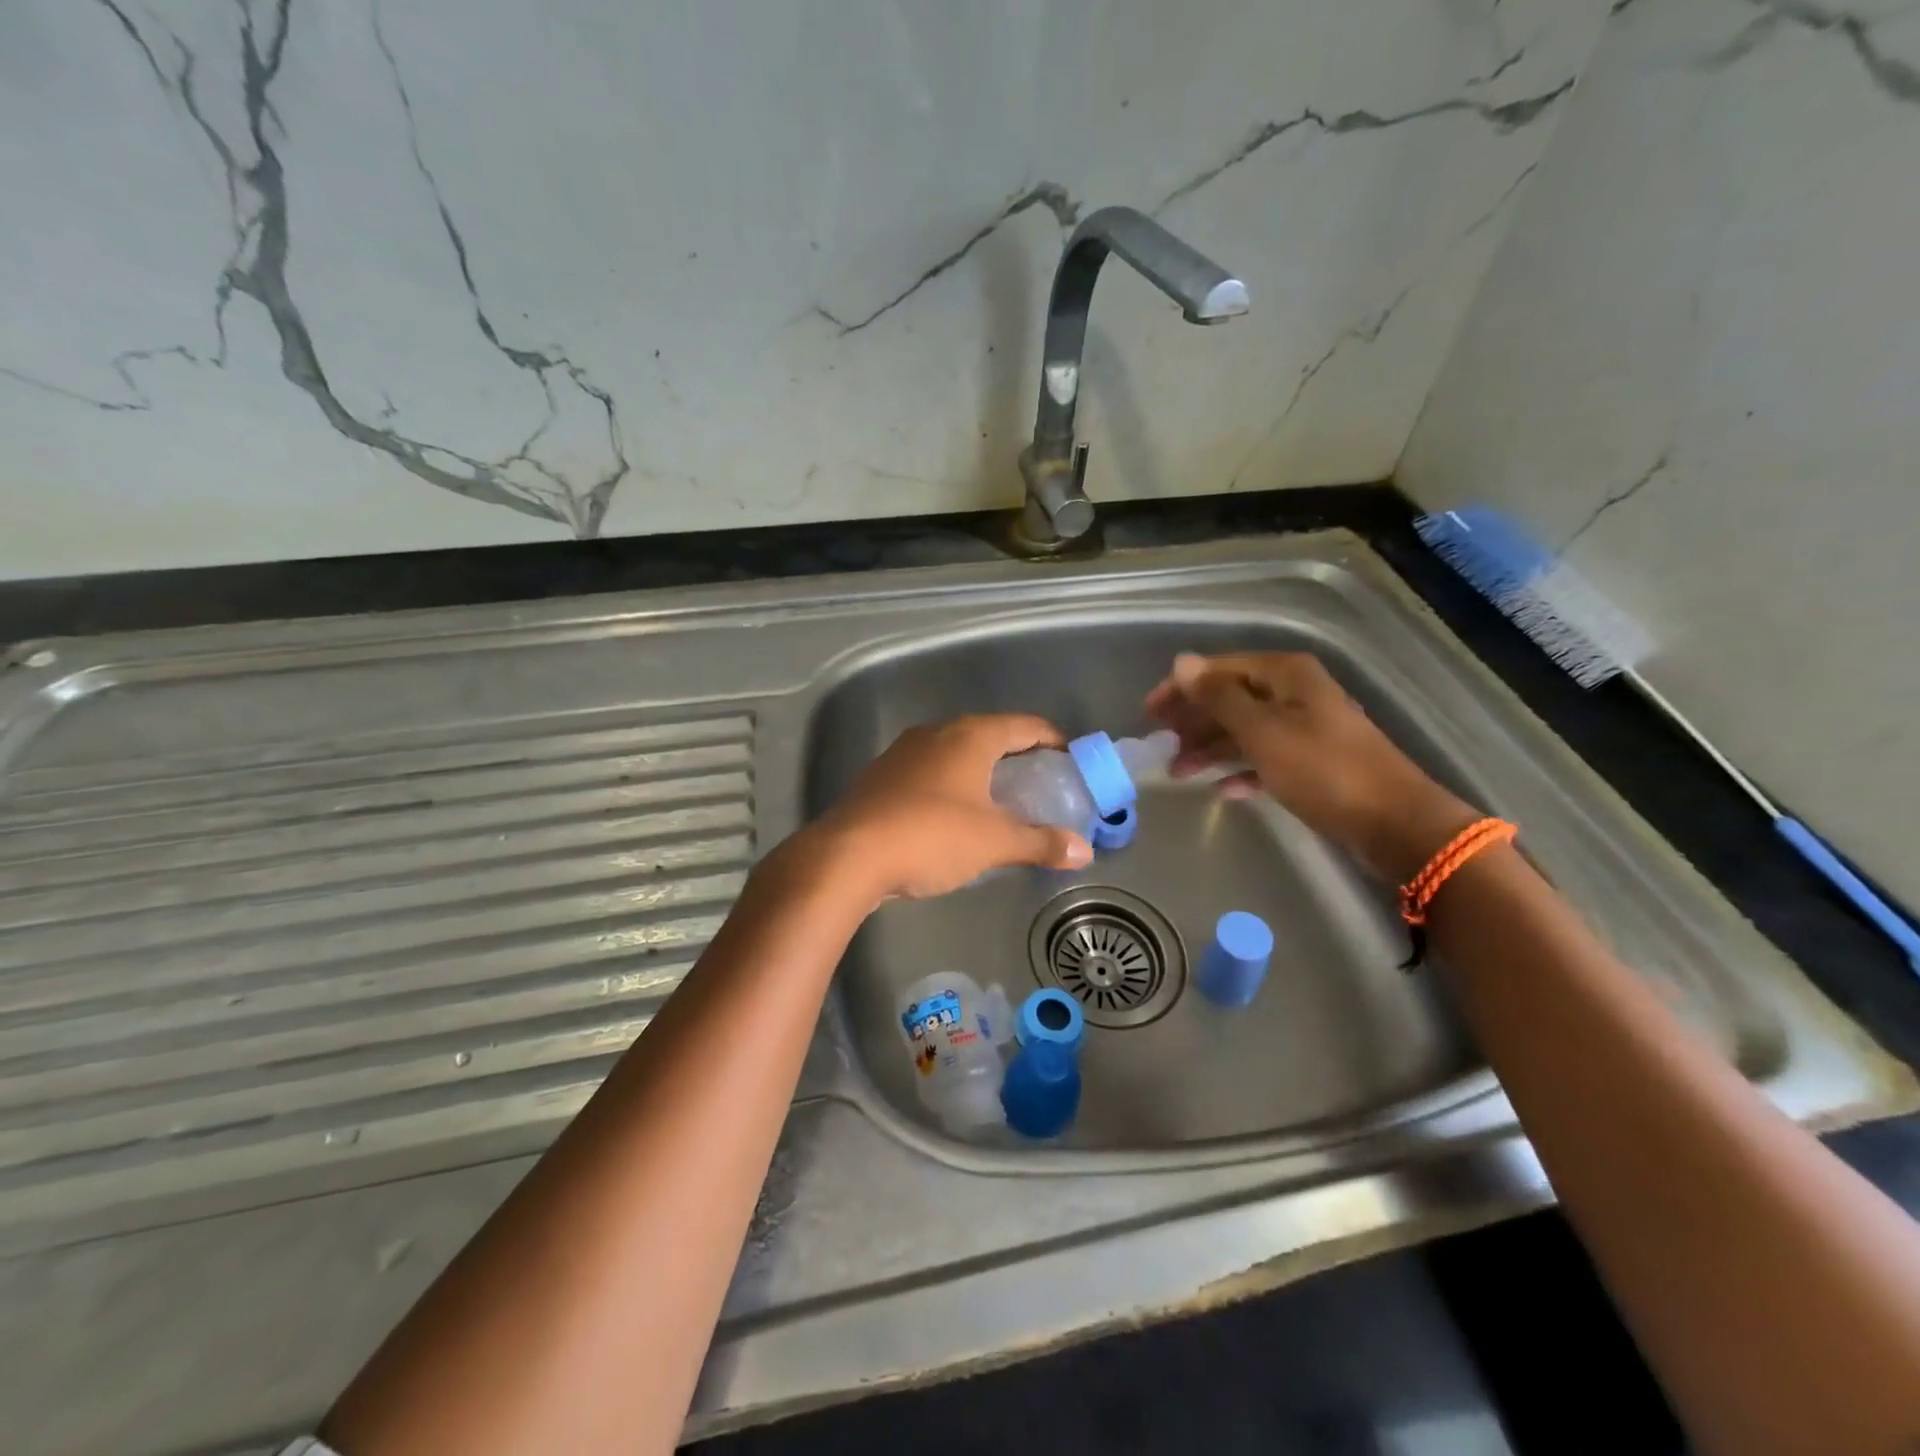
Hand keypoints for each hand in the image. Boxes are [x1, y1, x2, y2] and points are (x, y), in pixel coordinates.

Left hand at [810, 714, 1093, 902]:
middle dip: (1018, 757)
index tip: (1071, 761)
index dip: (1053, 740)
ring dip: (982, 772)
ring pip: (956, 753)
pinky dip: (952, 785)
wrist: (848, 855)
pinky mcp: (882, 776)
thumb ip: (1040, 843)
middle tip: (1041, 786)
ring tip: (1001, 802)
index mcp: (970, 736)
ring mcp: (904, 752)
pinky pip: (930, 772)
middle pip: (990, 735)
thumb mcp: (994, 842)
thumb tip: (1084, 851)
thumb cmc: (931, 836)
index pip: (1025, 725)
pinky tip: (954, 815)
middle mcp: (937, 733)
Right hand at [1145, 652, 1479, 882]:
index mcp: (1285, 675)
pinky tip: (1222, 790)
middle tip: (1160, 745)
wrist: (1392, 821)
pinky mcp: (1312, 762)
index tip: (1148, 713)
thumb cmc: (1321, 769)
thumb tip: (1182, 663)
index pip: (1219, 670)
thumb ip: (1219, 697)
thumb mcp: (1262, 730)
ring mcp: (1305, 728)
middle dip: (1193, 721)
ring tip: (1179, 773)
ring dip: (1210, 749)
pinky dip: (1241, 771)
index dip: (1181, 689)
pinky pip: (1264, 759)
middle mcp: (1294, 694)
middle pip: (1230, 699)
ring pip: (1244, 731)